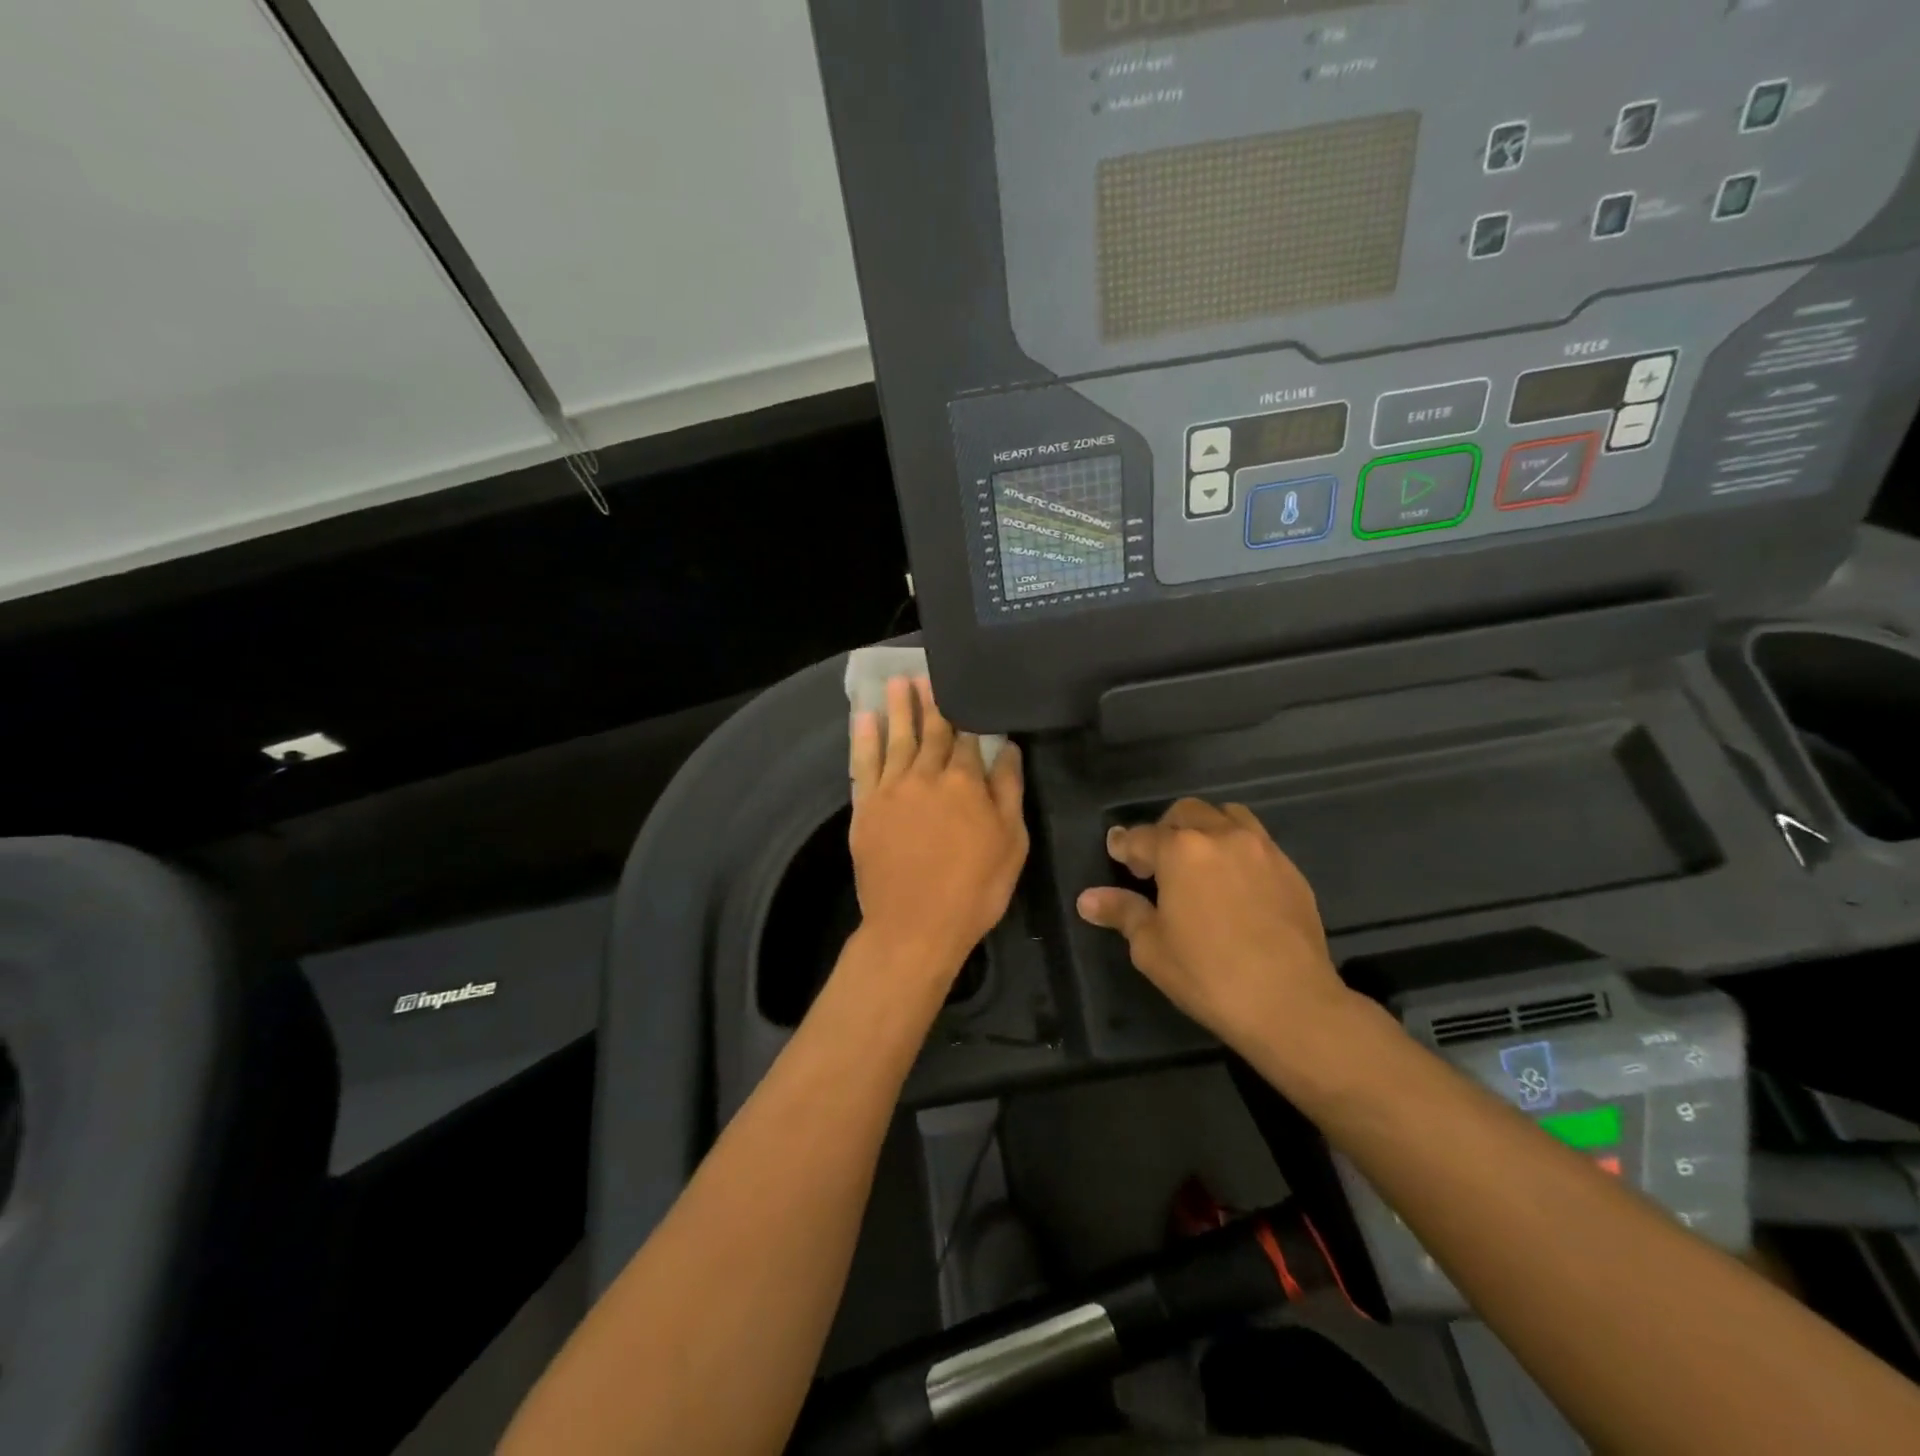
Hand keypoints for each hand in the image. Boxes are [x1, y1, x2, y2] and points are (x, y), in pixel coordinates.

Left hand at [849, 677, 1028, 985]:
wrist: (915, 926)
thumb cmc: (974, 889)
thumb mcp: (1011, 843)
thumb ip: (1008, 791)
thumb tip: (1007, 748)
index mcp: (966, 782)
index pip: (970, 738)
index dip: (970, 714)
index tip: (967, 691)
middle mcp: (926, 775)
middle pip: (932, 730)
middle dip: (933, 701)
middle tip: (928, 673)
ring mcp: (892, 789)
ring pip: (897, 738)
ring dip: (898, 708)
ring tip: (898, 681)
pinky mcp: (866, 807)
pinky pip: (863, 764)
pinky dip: (864, 739)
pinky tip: (865, 718)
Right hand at [1076, 798, 1353, 1059]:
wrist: (1291, 1003)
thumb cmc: (1209, 975)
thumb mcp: (1152, 947)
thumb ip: (1122, 912)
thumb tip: (1087, 899)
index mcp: (1180, 850)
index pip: (1141, 836)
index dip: (1124, 845)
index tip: (1116, 852)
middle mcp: (1221, 836)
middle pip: (1185, 813)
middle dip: (1165, 830)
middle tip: (1157, 864)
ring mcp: (1261, 849)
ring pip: (1227, 815)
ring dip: (1205, 828)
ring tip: (1199, 862)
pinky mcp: (1290, 869)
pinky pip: (1257, 841)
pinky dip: (1236, 848)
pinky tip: (1234, 883)